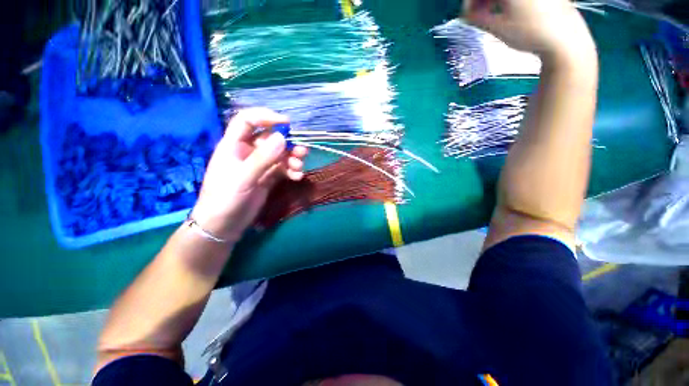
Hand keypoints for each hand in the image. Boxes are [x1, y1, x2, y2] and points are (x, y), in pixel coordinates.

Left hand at [190, 108, 307, 242]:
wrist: (224, 225)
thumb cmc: (225, 199)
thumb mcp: (243, 178)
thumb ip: (263, 158)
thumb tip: (282, 138)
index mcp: (234, 145)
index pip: (248, 121)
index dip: (266, 117)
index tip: (287, 123)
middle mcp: (248, 152)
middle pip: (271, 139)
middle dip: (288, 144)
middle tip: (302, 152)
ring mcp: (260, 165)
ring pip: (280, 154)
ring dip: (293, 159)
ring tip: (300, 168)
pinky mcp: (268, 177)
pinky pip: (283, 169)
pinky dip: (292, 171)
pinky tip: (297, 177)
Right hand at [463, 0, 595, 61]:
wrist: (564, 38)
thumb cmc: (529, 33)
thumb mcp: (499, 27)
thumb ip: (478, 19)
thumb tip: (466, 16)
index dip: (470, 2)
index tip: (466, 16)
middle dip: (481, 0)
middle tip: (477, 15)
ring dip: (494, 0)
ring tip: (491, 14)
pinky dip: (508, 0)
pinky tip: (508, 10)